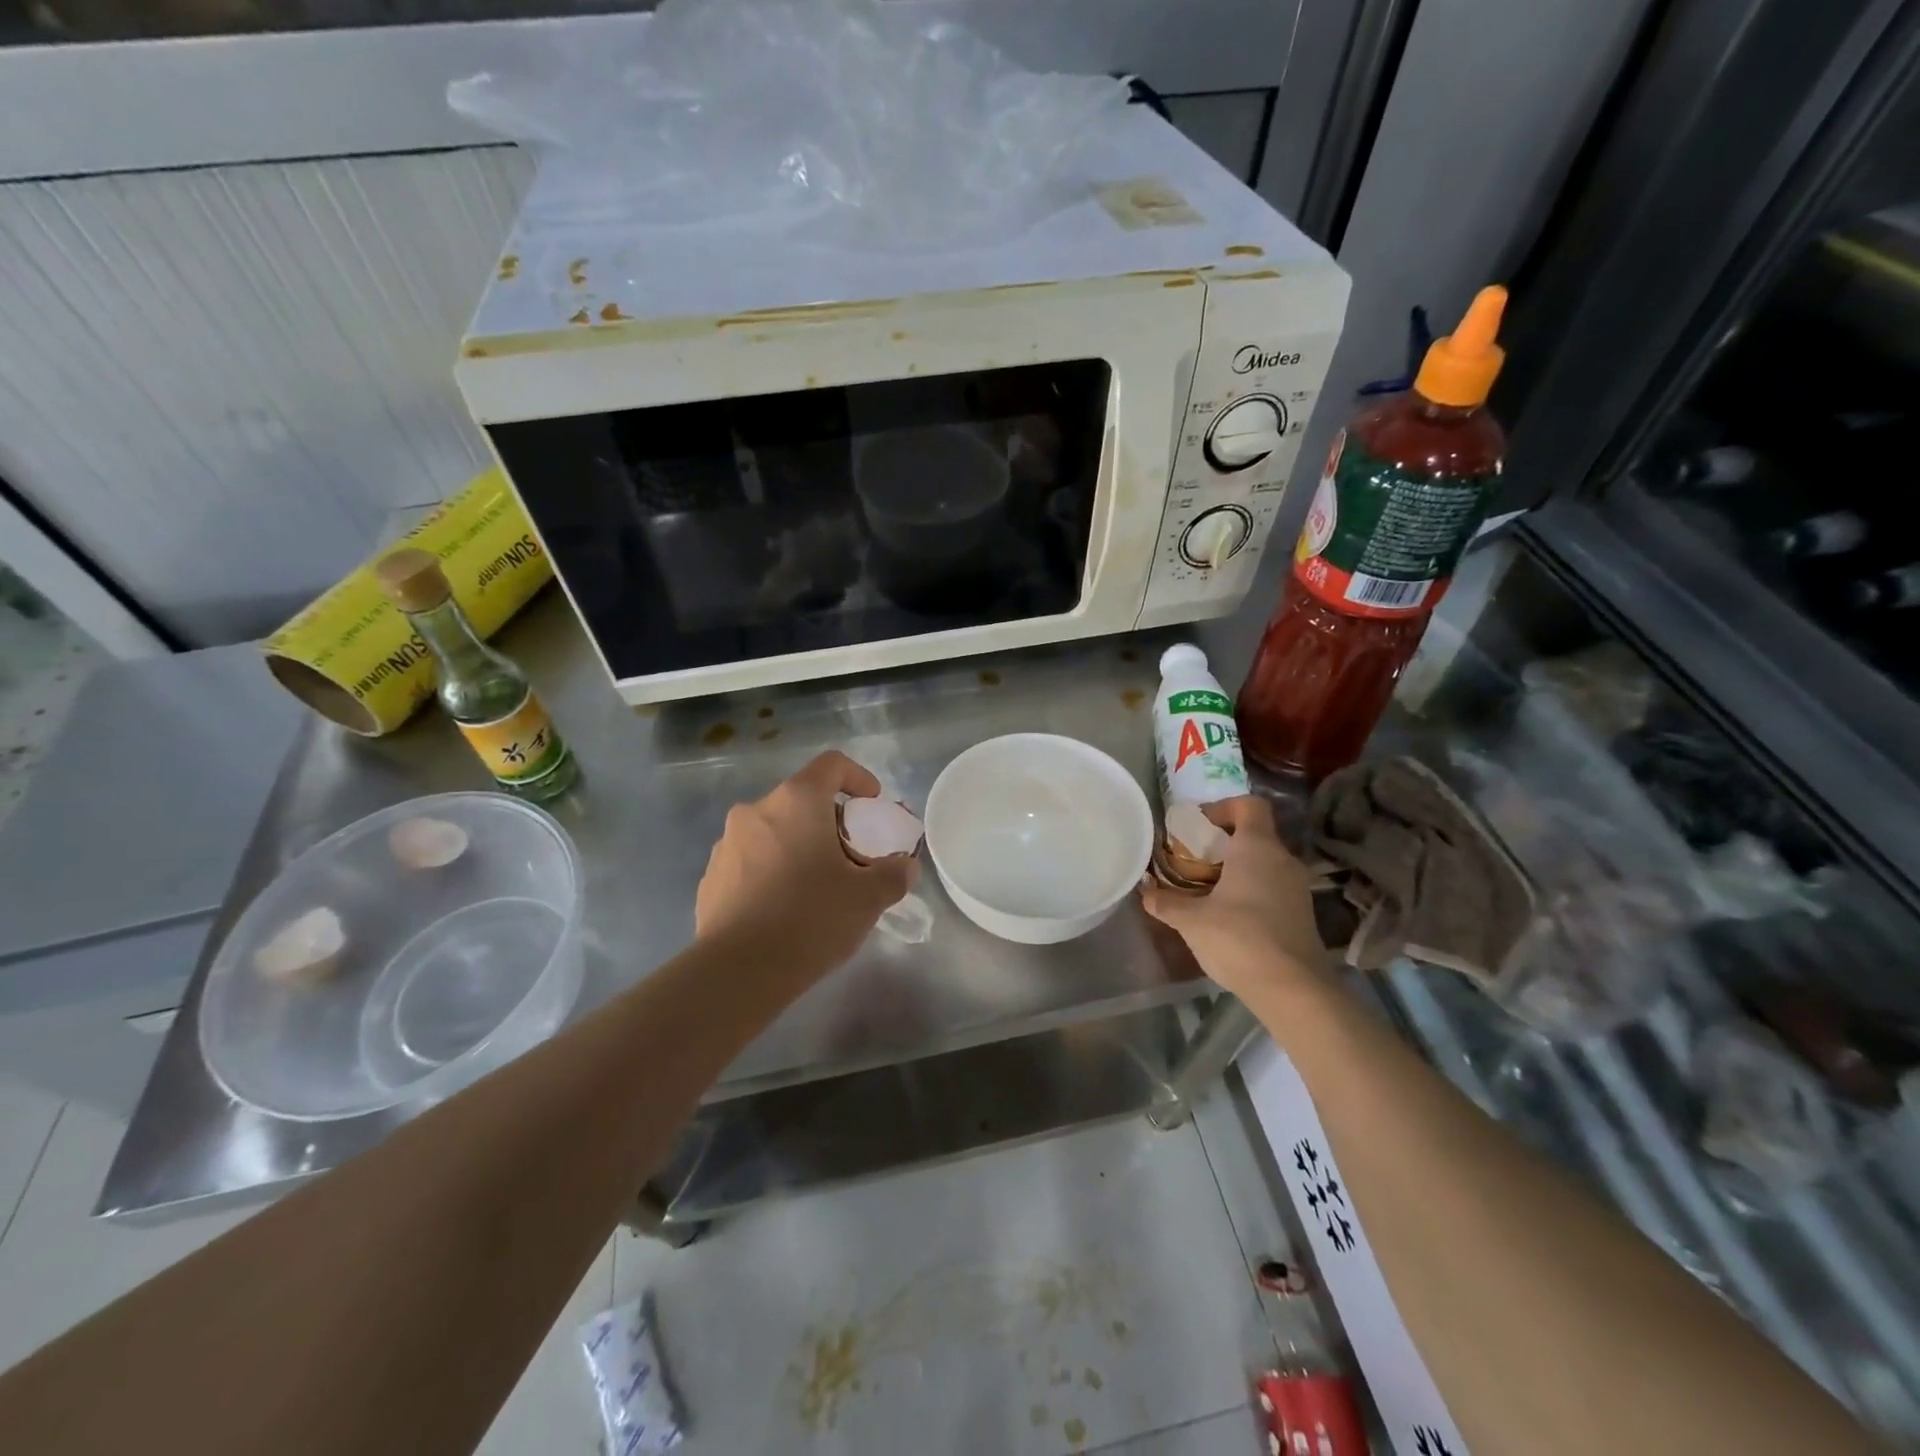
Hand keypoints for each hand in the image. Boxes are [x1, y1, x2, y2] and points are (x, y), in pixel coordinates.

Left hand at [696, 751, 918, 976]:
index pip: (832, 764)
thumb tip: (905, 867)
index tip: (872, 806)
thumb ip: (894, 874)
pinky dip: (772, 871)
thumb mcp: (868, 898)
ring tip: (816, 888)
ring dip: (799, 847)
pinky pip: (751, 861)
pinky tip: (784, 910)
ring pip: (774, 831)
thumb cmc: (810, 919)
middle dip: (830, 823)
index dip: (858, 778)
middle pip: (802, 800)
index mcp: (796, 801)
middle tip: (850, 858)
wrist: (738, 972)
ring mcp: (726, 843)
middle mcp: (756, 811)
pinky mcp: (711, 877)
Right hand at [1139, 796, 1330, 1000]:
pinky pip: (1273, 887)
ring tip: (1207, 888)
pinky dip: (1251, 890)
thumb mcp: (1191, 921)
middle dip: (1224, 842)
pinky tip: (1229, 915)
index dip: (1224, 807)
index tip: (1198, 824)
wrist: (1293, 989)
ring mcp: (1297, 888)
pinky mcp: (1301, 914)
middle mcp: (1283, 859)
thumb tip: (1144, 892)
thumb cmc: (1239, 939)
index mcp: (1257, 847)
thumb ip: (1166, 902)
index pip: (1250, 805)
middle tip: (1194, 859)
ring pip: (1265, 862)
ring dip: (1238, 868)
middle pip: (1256, 834)